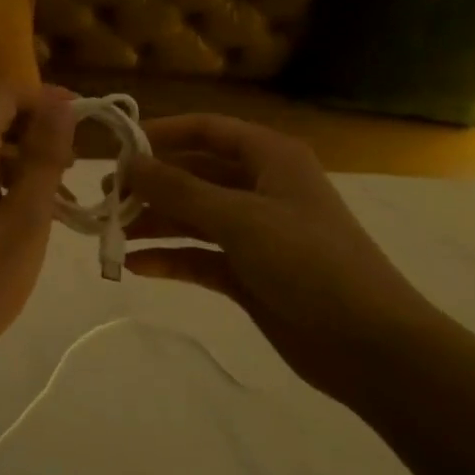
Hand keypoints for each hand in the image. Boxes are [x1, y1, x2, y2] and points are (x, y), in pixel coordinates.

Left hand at [0, 84, 75, 369]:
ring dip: (23, 159)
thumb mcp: (25, 222)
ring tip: (58, 200)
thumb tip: (61, 104)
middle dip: (38, 131)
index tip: (85, 124)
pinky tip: (23, 216)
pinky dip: (2, 180)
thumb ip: (43, 158)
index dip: (47, 98)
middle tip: (76, 169)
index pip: (4, 93)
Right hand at [124, 115, 443, 403]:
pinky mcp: (249, 272)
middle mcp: (260, 188)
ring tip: (111, 235)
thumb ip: (179, 190)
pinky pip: (200, 256)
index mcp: (270, 158)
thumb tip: (128, 164)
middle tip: (106, 201)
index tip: (117, 150)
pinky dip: (171, 258)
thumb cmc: (308, 263)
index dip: (162, 134)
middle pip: (194, 175)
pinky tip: (137, 267)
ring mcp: (255, 232)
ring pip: (193, 217)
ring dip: (155, 223)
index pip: (207, 130)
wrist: (369, 344)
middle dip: (151, 186)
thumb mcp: (240, 218)